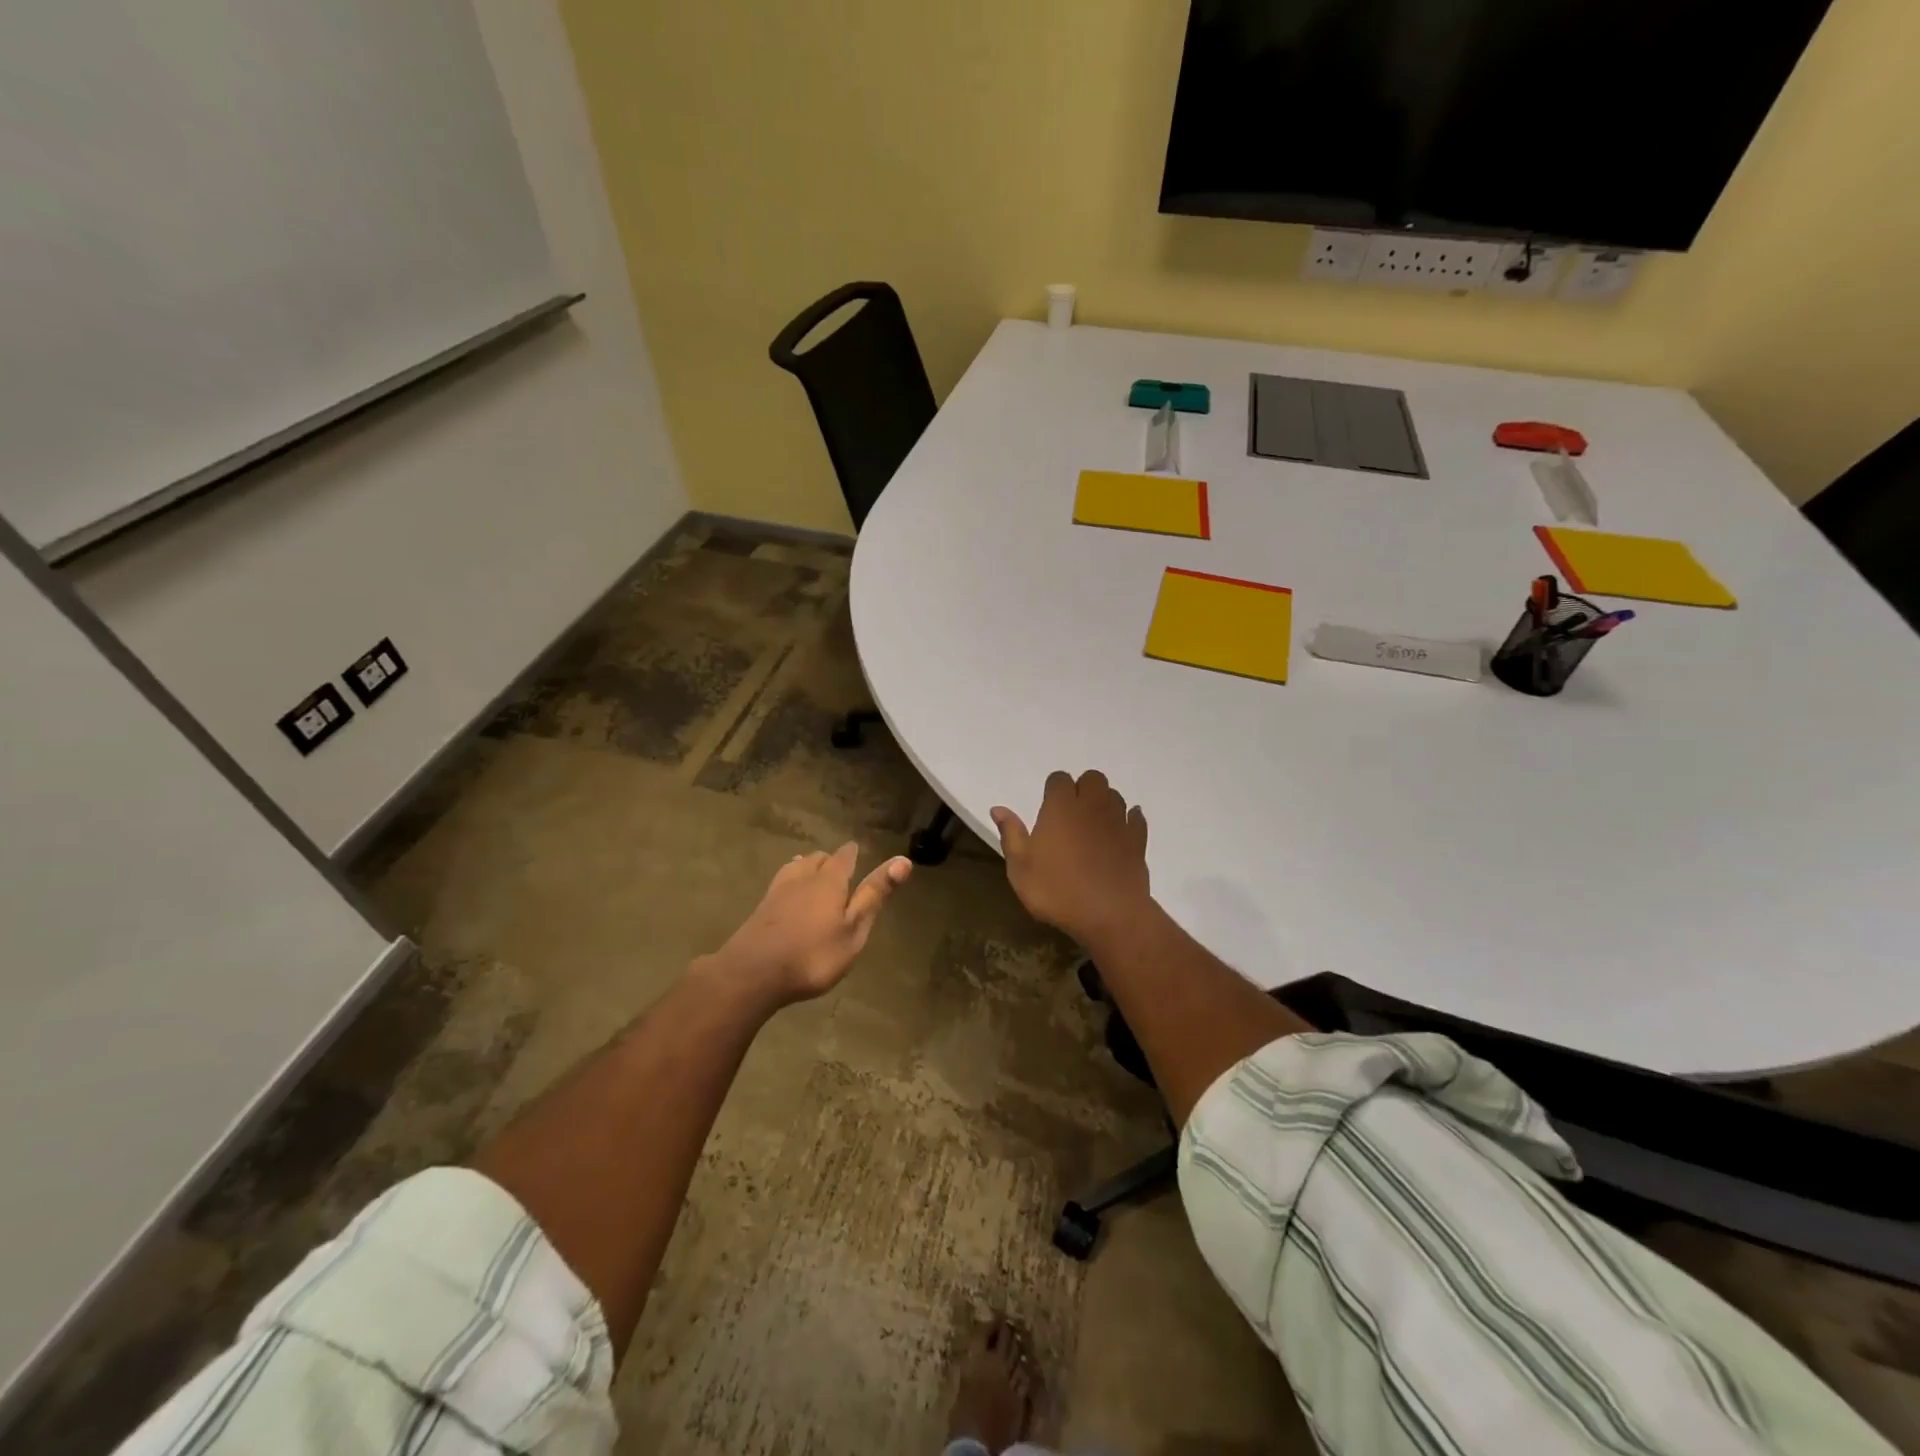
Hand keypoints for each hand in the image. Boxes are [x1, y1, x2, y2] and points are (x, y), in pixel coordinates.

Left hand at [707, 843, 911, 1005]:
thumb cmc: (813, 955)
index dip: (853, 853)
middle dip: (830, 860)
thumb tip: (903, 859)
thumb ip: (874, 896)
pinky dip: (790, 882)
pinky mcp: (761, 908)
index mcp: (830, 881)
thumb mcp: (853, 930)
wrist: (752, 974)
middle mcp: (803, 878)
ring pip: (796, 867)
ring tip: (814, 874)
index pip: (844, 857)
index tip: (857, 850)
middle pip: (818, 859)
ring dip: (808, 867)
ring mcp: (778, 891)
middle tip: (839, 868)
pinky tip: (788, 894)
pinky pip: (780, 883)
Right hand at [991, 770, 1150, 945]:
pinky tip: (1119, 833)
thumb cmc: (1057, 890)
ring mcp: (1118, 821)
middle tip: (1071, 815)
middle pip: (1092, 778)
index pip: (1059, 779)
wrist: (1110, 915)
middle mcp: (1092, 805)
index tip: (1048, 810)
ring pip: (1114, 795)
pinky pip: (1135, 818)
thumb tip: (998, 808)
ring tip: (1092, 825)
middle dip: (1082, 789)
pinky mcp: (1138, 840)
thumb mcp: (1020, 868)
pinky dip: (1128, 820)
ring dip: (1104, 803)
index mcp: (1061, 807)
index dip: (1053, 790)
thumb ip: (1011, 834)